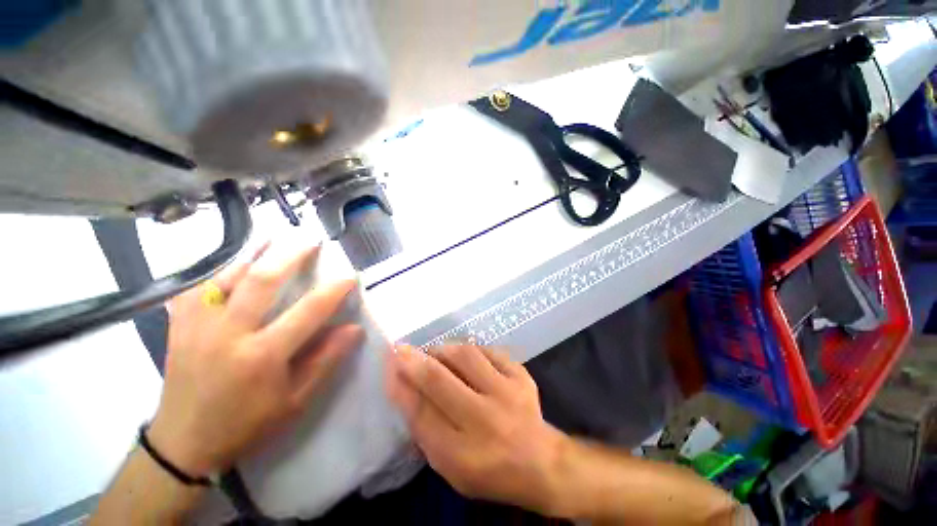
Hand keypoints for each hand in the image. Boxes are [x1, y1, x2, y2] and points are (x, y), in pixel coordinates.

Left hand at [148, 242, 363, 477]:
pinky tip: (234, 262)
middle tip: (312, 240)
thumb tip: (354, 329)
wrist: (182, 442)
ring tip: (275, 237)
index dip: (334, 290)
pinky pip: (198, 286)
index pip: (308, 312)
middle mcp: (228, 333)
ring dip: (255, 253)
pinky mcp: (180, 326)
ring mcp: (198, 326)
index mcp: (261, 355)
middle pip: (262, 280)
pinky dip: (219, 270)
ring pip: (228, 275)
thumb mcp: (295, 401)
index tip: (351, 276)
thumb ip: (326, 361)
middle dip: (291, 255)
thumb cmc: (245, 425)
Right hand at [385, 344, 566, 512]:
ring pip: (466, 356)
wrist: (541, 462)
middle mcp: (485, 420)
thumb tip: (404, 388)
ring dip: (443, 350)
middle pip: (440, 381)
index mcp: (463, 454)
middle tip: (400, 348)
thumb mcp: (450, 465)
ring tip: (434, 352)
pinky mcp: (521, 376)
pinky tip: (464, 355)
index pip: (421, 413)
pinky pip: (489, 351)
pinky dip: (471, 350)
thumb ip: (425, 429)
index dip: (401, 385)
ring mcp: (508, 393)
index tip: (388, 364)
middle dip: (414, 361)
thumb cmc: (488, 470)